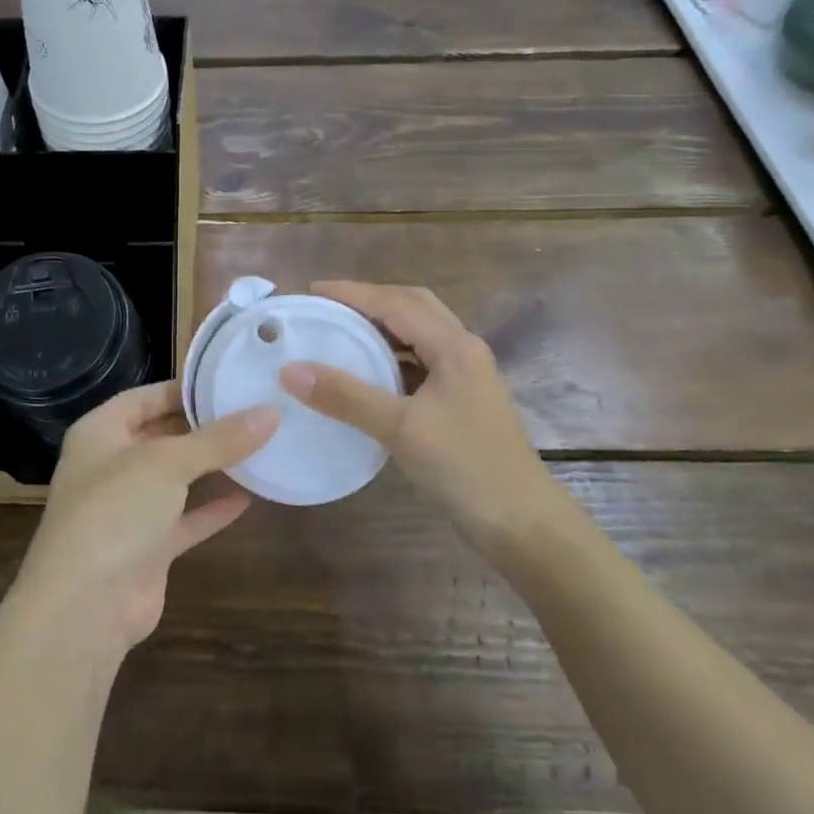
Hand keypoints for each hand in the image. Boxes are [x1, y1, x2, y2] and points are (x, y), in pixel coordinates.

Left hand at [12, 382, 275, 653]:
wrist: (85, 606)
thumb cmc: (116, 511)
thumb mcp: (168, 463)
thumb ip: (219, 439)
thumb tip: (270, 413)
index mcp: (100, 432)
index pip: (145, 397)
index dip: (183, 389)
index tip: (227, 383)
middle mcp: (111, 465)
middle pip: (161, 435)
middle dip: (202, 427)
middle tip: (252, 411)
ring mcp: (128, 508)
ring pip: (175, 478)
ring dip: (210, 467)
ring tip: (257, 447)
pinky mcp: (147, 547)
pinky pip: (185, 519)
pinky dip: (212, 510)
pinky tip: (249, 498)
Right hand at [277, 282, 554, 546]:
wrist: (522, 522)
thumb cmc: (466, 468)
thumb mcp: (401, 429)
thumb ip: (346, 397)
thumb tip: (291, 370)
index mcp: (453, 346)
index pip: (396, 303)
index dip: (352, 293)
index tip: (311, 291)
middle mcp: (463, 350)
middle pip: (413, 306)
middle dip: (370, 300)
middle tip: (328, 307)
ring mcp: (466, 375)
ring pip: (419, 333)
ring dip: (382, 325)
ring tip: (342, 332)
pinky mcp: (462, 400)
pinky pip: (421, 360)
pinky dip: (392, 355)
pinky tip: (368, 373)